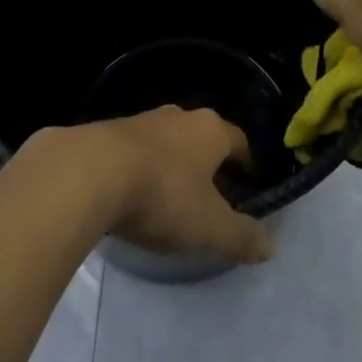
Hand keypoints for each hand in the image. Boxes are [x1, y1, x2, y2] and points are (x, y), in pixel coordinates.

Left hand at [83, 107, 272, 265]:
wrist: (91, 172)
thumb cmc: (163, 195)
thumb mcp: (209, 227)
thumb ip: (241, 236)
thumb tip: (270, 246)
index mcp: (211, 130)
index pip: (239, 142)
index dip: (247, 166)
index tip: (249, 190)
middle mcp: (181, 116)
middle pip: (204, 139)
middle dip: (210, 166)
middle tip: (212, 200)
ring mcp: (144, 120)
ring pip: (170, 142)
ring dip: (175, 167)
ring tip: (172, 201)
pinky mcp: (111, 132)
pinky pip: (138, 151)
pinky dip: (144, 169)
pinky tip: (135, 196)